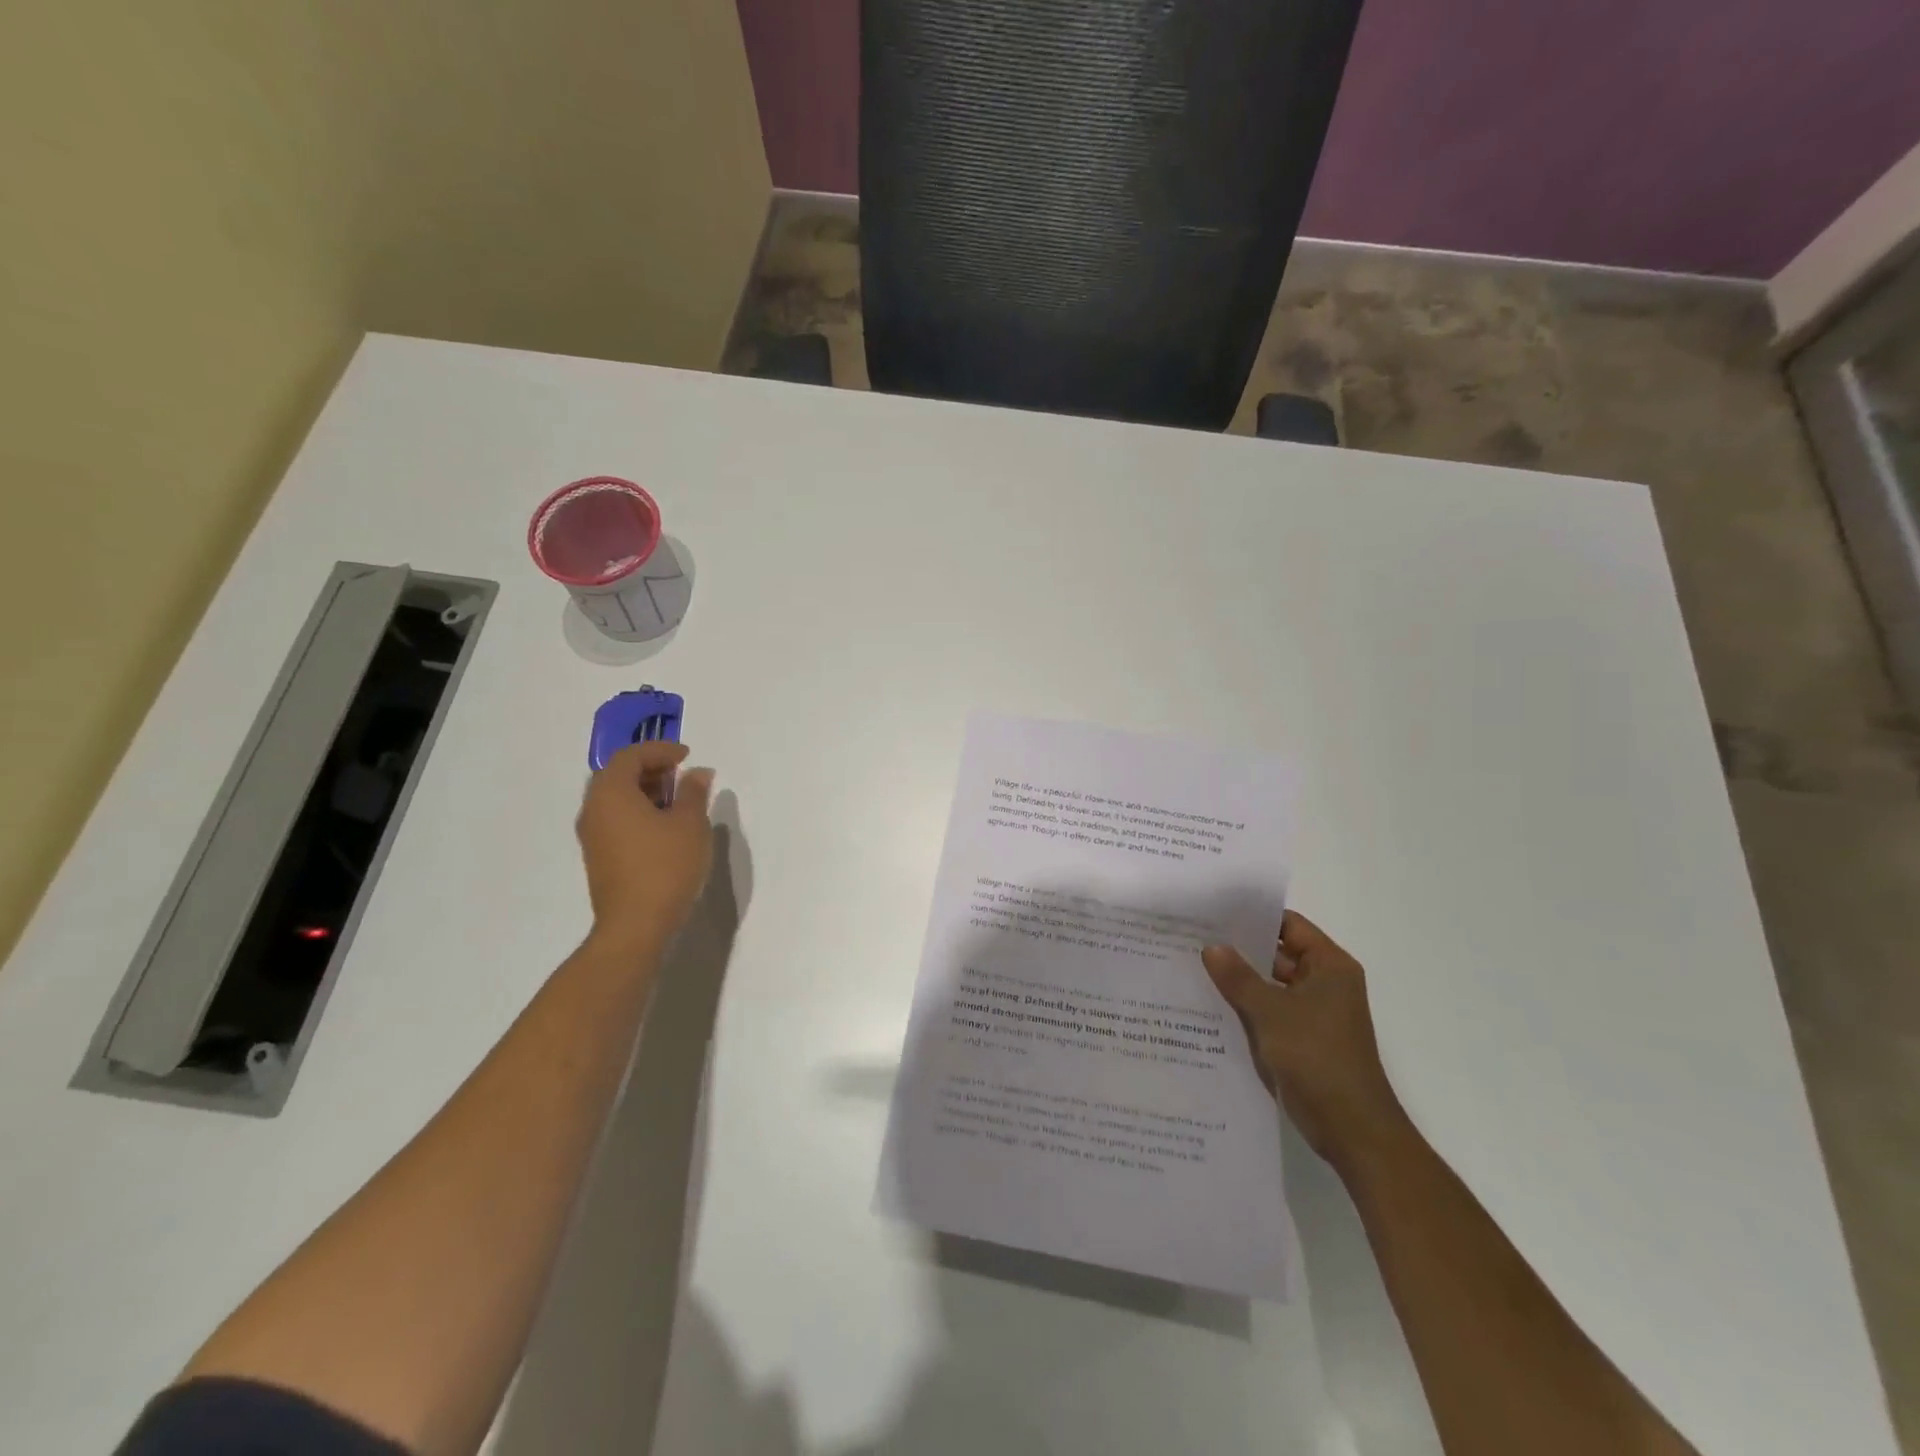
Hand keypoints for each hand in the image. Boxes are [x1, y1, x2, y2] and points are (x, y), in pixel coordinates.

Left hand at [575, 741, 714, 948]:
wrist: (636, 925)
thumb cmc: (666, 866)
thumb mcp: (690, 824)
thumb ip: (693, 792)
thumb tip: (697, 773)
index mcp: (611, 793)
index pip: (630, 756)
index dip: (660, 750)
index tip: (687, 757)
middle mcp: (593, 809)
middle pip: (617, 775)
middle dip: (650, 769)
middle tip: (680, 775)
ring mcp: (592, 835)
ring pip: (614, 798)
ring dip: (644, 791)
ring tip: (677, 801)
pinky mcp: (598, 857)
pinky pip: (615, 819)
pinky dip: (637, 811)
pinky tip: (664, 827)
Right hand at [1202, 911, 1409, 1169]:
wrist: (1351, 1129)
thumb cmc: (1318, 1058)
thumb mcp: (1271, 1012)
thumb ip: (1238, 977)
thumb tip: (1212, 946)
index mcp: (1330, 966)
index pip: (1289, 925)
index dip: (1254, 916)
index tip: (1214, 911)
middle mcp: (1325, 984)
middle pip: (1278, 954)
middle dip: (1240, 948)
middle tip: (1193, 937)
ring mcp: (1313, 1014)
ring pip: (1270, 985)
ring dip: (1239, 980)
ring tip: (1192, 965)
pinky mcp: (1301, 1040)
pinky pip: (1268, 1012)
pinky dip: (1245, 1007)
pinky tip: (1207, 1003)